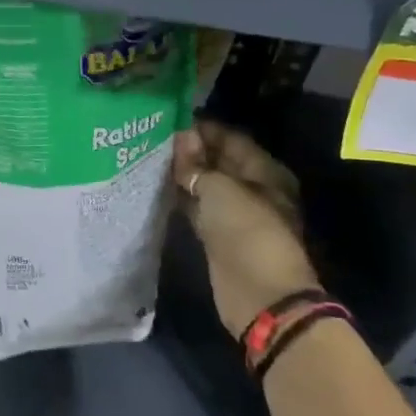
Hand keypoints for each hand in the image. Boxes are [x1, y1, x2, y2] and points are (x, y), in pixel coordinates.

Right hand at [174, 118, 318, 339]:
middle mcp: (253, 189)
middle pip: (219, 161)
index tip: (170, 119)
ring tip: (150, 156)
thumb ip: (197, 163)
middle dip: (190, 150)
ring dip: (183, 174)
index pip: (231, 139)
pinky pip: (198, 208)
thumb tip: (182, 137)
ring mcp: (236, 214)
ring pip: (206, 185)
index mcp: (265, 172)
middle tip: (154, 136)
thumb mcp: (220, 189)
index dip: (203, 128)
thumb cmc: (247, 232)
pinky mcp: (219, 236)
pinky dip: (182, 198)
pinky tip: (156, 187)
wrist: (260, 296)